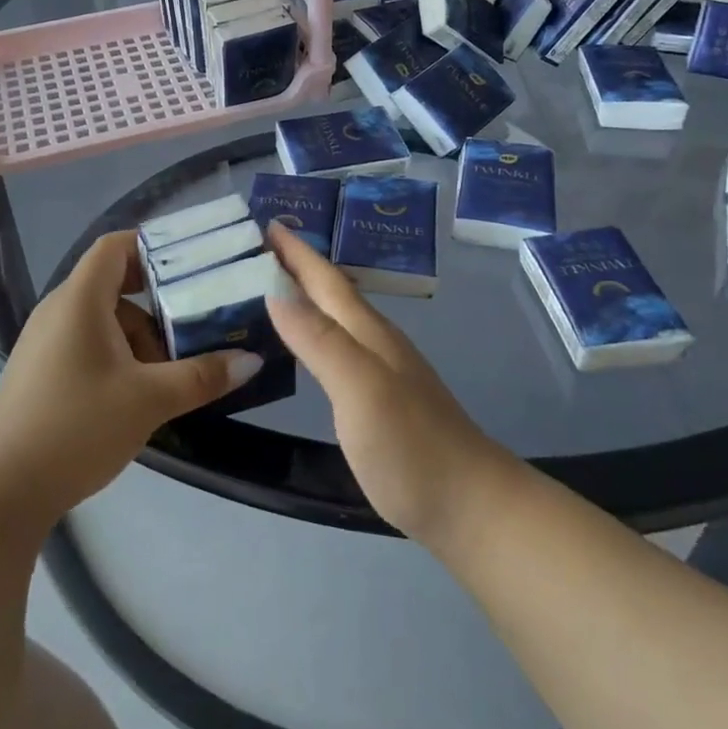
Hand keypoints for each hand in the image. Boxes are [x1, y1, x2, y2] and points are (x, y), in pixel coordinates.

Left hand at [0, 231, 264, 530]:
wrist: (0, 491)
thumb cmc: (76, 427)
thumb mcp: (149, 400)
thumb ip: (201, 376)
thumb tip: (251, 361)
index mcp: (80, 299)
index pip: (115, 246)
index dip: (152, 245)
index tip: (191, 263)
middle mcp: (59, 310)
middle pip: (114, 284)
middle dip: (157, 302)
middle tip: (196, 319)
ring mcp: (45, 342)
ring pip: (103, 319)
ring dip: (140, 336)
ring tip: (172, 371)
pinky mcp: (40, 371)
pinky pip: (87, 343)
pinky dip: (118, 355)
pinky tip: (139, 392)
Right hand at [265, 223, 509, 546]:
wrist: (470, 506)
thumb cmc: (411, 445)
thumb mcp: (360, 388)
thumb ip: (320, 340)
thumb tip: (275, 291)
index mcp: (367, 332)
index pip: (325, 279)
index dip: (296, 252)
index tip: (266, 222)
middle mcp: (374, 341)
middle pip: (331, 292)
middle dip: (296, 265)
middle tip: (257, 247)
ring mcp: (381, 369)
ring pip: (335, 316)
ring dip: (305, 294)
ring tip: (271, 285)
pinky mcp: (380, 398)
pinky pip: (337, 345)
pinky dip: (314, 330)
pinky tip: (304, 343)